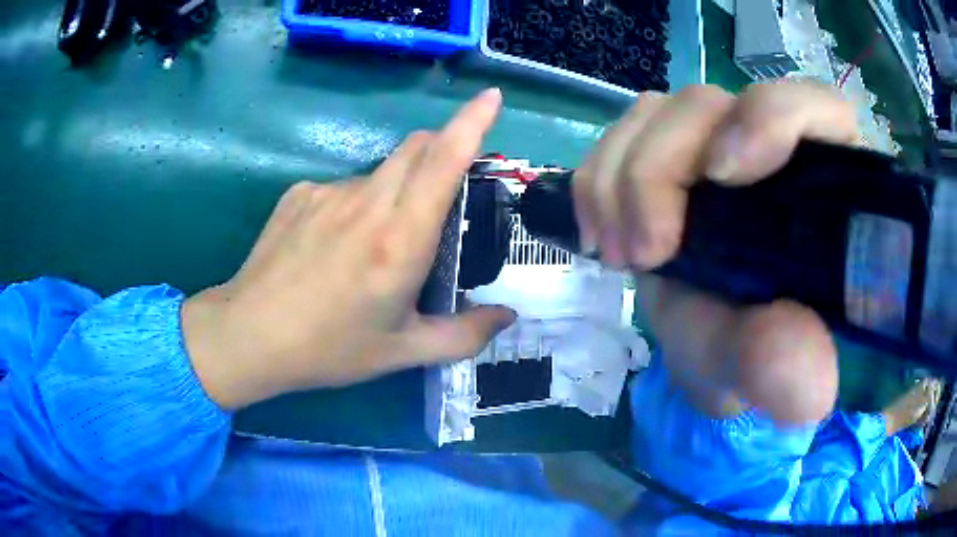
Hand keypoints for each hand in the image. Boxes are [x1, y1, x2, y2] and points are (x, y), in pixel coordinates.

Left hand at [181, 89, 514, 409]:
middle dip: (443, 150)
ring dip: (397, 189)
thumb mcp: (402, 351)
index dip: (472, 122)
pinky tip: (335, 246)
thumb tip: (507, 316)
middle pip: (417, 147)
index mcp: (399, 240)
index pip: (443, 160)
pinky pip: (344, 186)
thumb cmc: (329, 348)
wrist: (248, 335)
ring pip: (381, 170)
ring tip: (377, 246)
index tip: (491, 97)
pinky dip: (357, 205)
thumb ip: (463, 335)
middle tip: (446, 195)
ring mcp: (327, 192)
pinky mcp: (299, 193)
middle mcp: (366, 202)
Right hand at [574, 80, 856, 423]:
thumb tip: (800, 367)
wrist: (721, 358)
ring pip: (659, 113)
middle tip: (645, 253)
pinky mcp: (673, 157)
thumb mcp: (773, 380)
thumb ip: (791, 374)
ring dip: (621, 176)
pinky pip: (624, 136)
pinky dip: (599, 177)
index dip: (770, 116)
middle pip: (712, 106)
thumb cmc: (763, 361)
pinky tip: (601, 231)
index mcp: (828, 187)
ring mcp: (717, 146)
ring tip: (619, 253)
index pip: (816, 109)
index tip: (721, 176)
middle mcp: (774, 149)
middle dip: (660, 169)